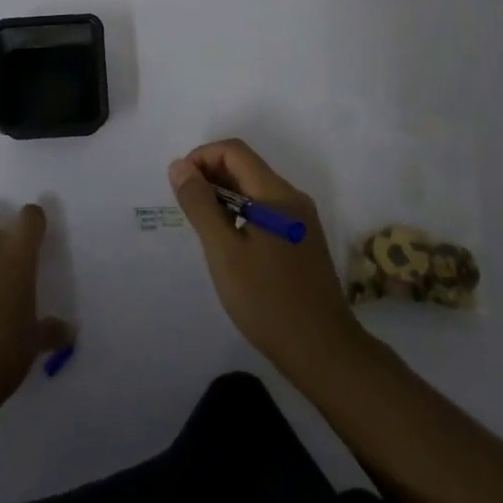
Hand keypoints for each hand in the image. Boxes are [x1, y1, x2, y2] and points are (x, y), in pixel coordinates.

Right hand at [170, 139, 365, 380]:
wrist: (323, 351)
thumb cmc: (267, 300)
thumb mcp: (224, 252)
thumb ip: (200, 204)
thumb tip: (180, 166)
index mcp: (276, 193)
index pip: (234, 151)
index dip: (201, 157)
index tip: (179, 185)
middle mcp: (293, 197)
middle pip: (246, 167)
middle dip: (211, 175)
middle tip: (186, 207)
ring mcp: (301, 220)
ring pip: (255, 189)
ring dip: (224, 195)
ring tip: (202, 226)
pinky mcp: (303, 240)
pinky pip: (266, 210)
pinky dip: (241, 212)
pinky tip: (229, 242)